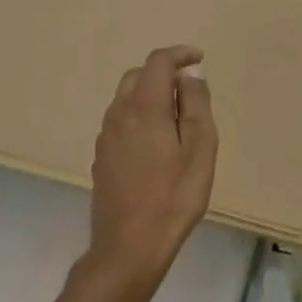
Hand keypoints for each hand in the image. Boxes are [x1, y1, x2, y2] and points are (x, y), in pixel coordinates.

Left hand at [87, 45, 217, 288]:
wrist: (128, 247)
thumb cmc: (173, 196)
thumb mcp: (200, 148)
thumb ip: (196, 104)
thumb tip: (190, 74)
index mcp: (144, 106)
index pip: (158, 61)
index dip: (179, 54)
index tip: (199, 60)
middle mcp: (118, 114)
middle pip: (137, 76)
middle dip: (163, 73)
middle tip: (190, 89)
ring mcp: (105, 137)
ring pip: (125, 98)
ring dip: (149, 95)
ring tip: (177, 117)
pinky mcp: (101, 157)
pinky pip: (120, 121)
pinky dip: (139, 116)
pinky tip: (156, 142)